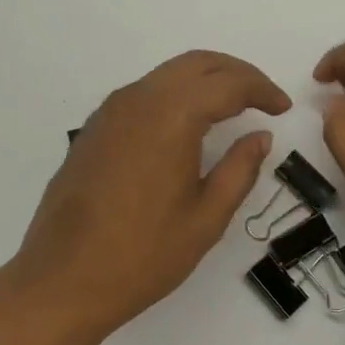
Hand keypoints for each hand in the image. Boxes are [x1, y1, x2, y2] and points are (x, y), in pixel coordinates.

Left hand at [6, 50, 290, 336]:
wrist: (62, 280)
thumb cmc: (143, 255)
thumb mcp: (206, 218)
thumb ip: (239, 170)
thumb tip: (260, 137)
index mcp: (171, 117)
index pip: (228, 84)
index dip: (261, 90)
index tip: (282, 109)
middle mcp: (139, 99)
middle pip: (196, 64)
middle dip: (236, 73)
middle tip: (263, 98)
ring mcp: (110, 111)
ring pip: (167, 74)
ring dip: (204, 80)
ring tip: (231, 106)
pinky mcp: (95, 128)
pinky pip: (144, 92)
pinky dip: (175, 94)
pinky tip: (187, 124)